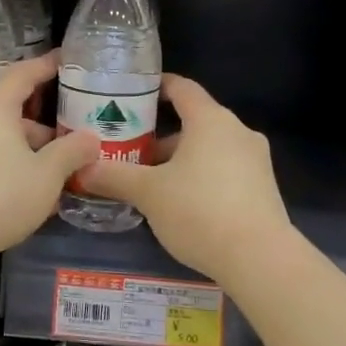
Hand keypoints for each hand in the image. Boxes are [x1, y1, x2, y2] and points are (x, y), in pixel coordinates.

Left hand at [0, 51, 99, 258]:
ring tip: (52, 176)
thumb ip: (71, 153)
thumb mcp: (46, 176)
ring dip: (25, 151)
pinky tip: (23, 192)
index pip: (24, 74)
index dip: (46, 66)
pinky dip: (6, 164)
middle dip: (42, 126)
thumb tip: (90, 139)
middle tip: (69, 142)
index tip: (64, 59)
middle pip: (11, 109)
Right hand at [80, 74, 293, 281]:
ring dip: (180, 160)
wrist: (259, 258)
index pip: (182, 88)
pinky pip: (225, 170)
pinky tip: (181, 204)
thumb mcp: (148, 193)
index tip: (132, 94)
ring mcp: (255, 160)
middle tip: (129, 152)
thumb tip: (82, 169)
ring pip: (209, 149)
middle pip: (194, 122)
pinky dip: (201, 177)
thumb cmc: (199, 210)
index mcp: (211, 120)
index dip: (156, 86)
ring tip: (150, 183)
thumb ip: (114, 177)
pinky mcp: (263, 188)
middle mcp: (238, 132)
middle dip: (160, 136)